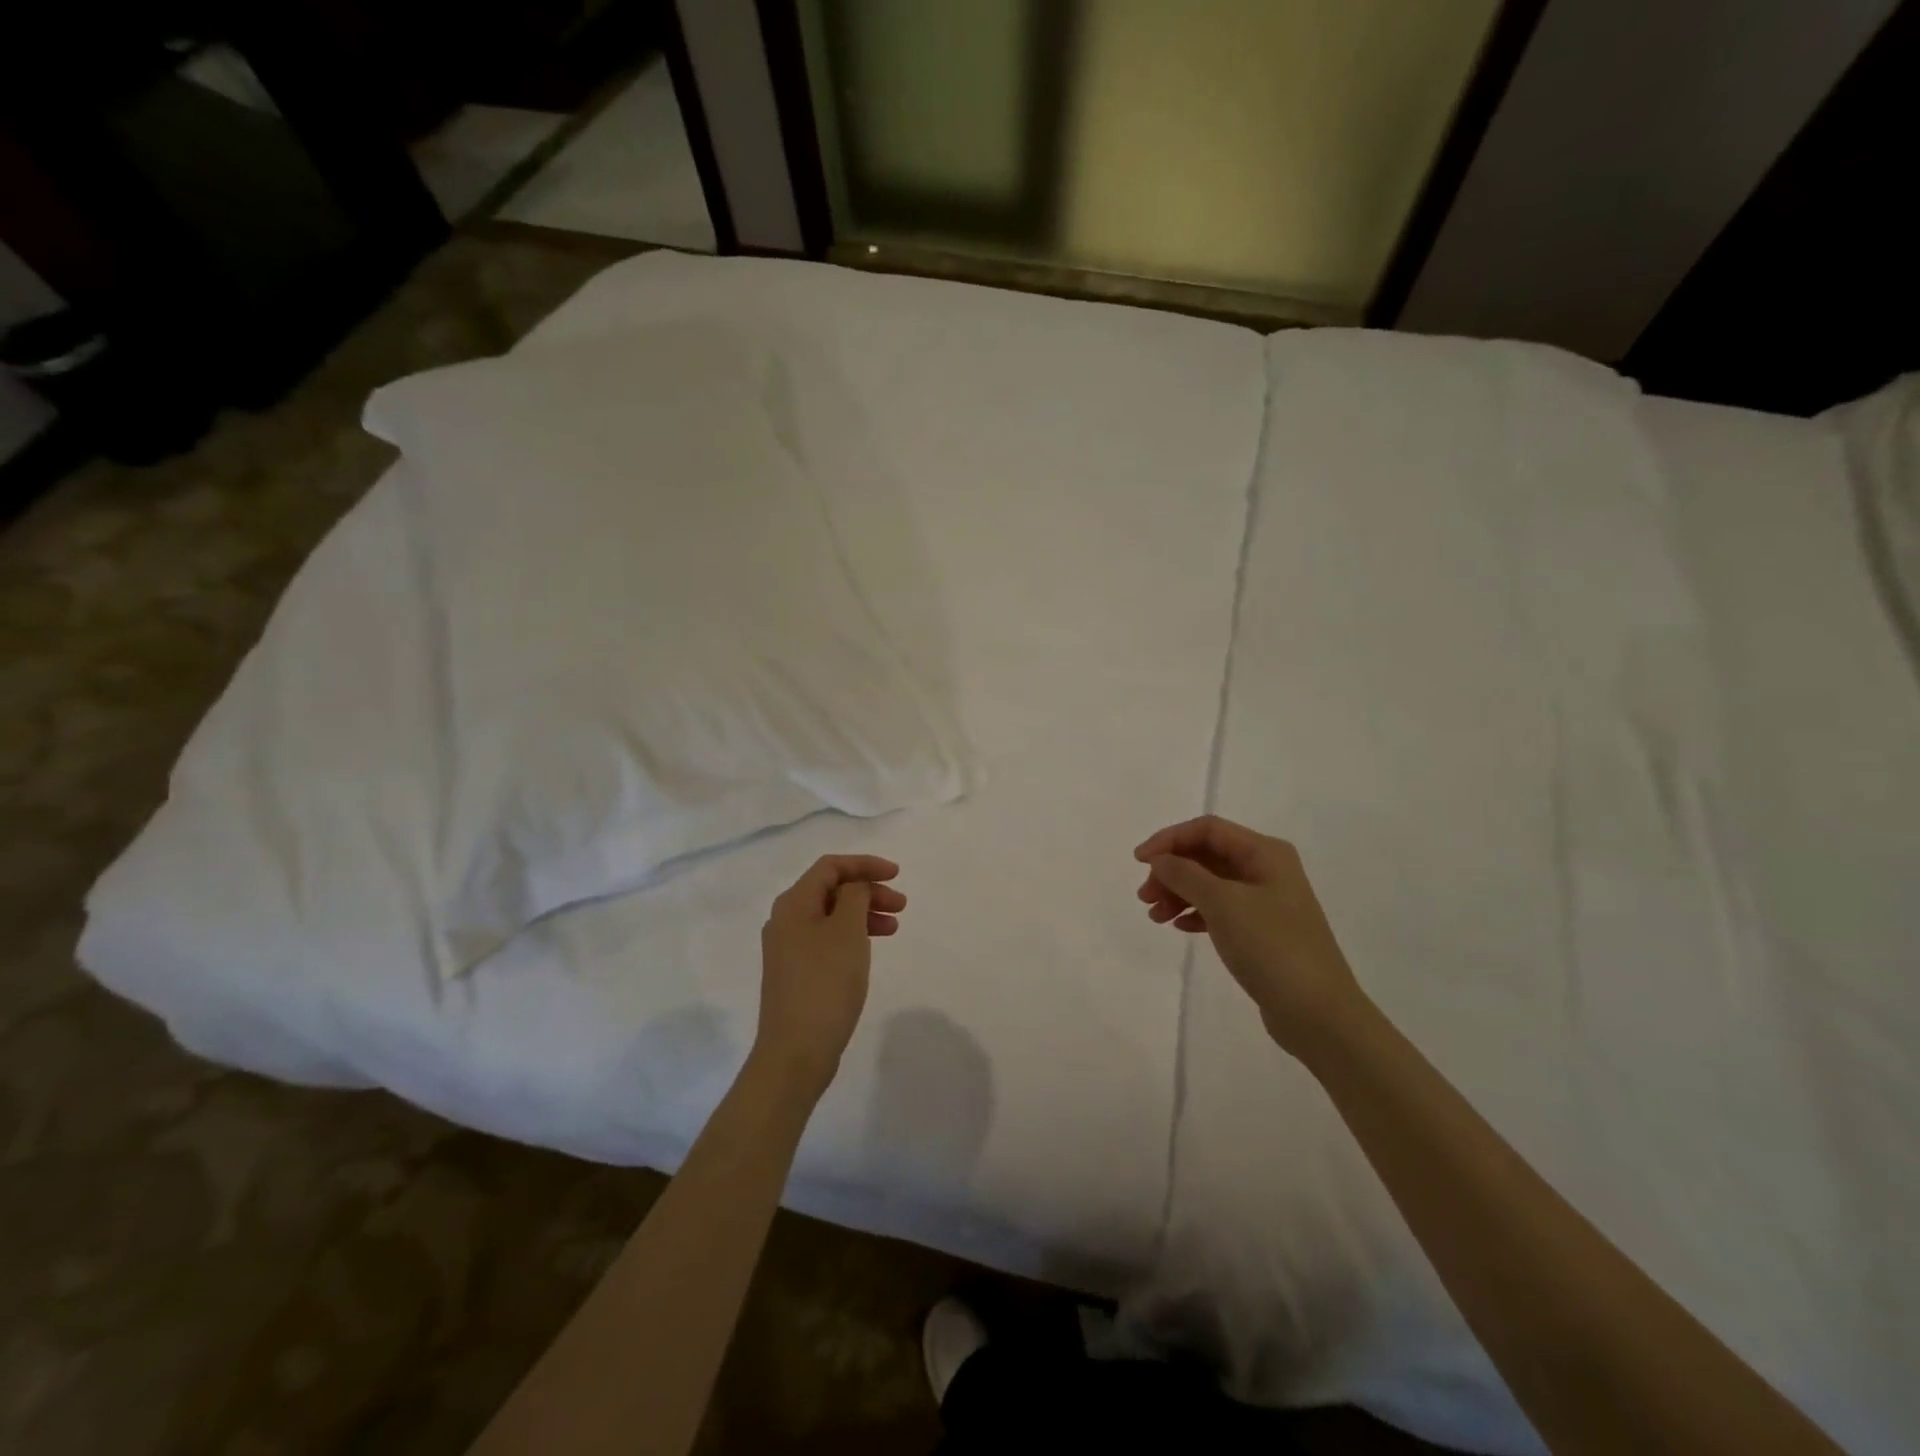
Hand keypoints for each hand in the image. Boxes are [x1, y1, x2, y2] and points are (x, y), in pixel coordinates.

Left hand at [753, 854, 905, 1099]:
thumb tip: (855, 886)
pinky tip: (870, 949)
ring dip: (864, 914)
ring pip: (832, 916)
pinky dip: (853, 936)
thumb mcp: (848, 931)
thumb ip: (855, 897)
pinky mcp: (796, 973)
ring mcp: (788, 949)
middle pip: (831, 890)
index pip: (830, 867)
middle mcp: (785, 920)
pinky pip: (828, 939)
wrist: (796, 1051)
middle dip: (868, 891)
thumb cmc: (826, 983)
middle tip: (901, 905)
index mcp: (793, 904)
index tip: (897, 875)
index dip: (865, 864)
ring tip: (894, 928)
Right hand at [1135, 816, 1362, 1055]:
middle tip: (1145, 897)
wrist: (1318, 1014)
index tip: (1139, 861)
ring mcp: (1266, 902)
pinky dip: (1195, 913)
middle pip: (1207, 855)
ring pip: (1210, 883)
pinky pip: (1219, 909)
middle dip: (1172, 870)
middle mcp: (1267, 870)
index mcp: (1265, 853)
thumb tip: (1160, 860)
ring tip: (1155, 916)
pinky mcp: (1261, 931)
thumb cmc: (1272, 947)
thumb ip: (1186, 875)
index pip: (1208, 829)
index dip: (1169, 839)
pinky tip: (1179, 927)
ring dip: (1178, 893)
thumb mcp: (1223, 904)